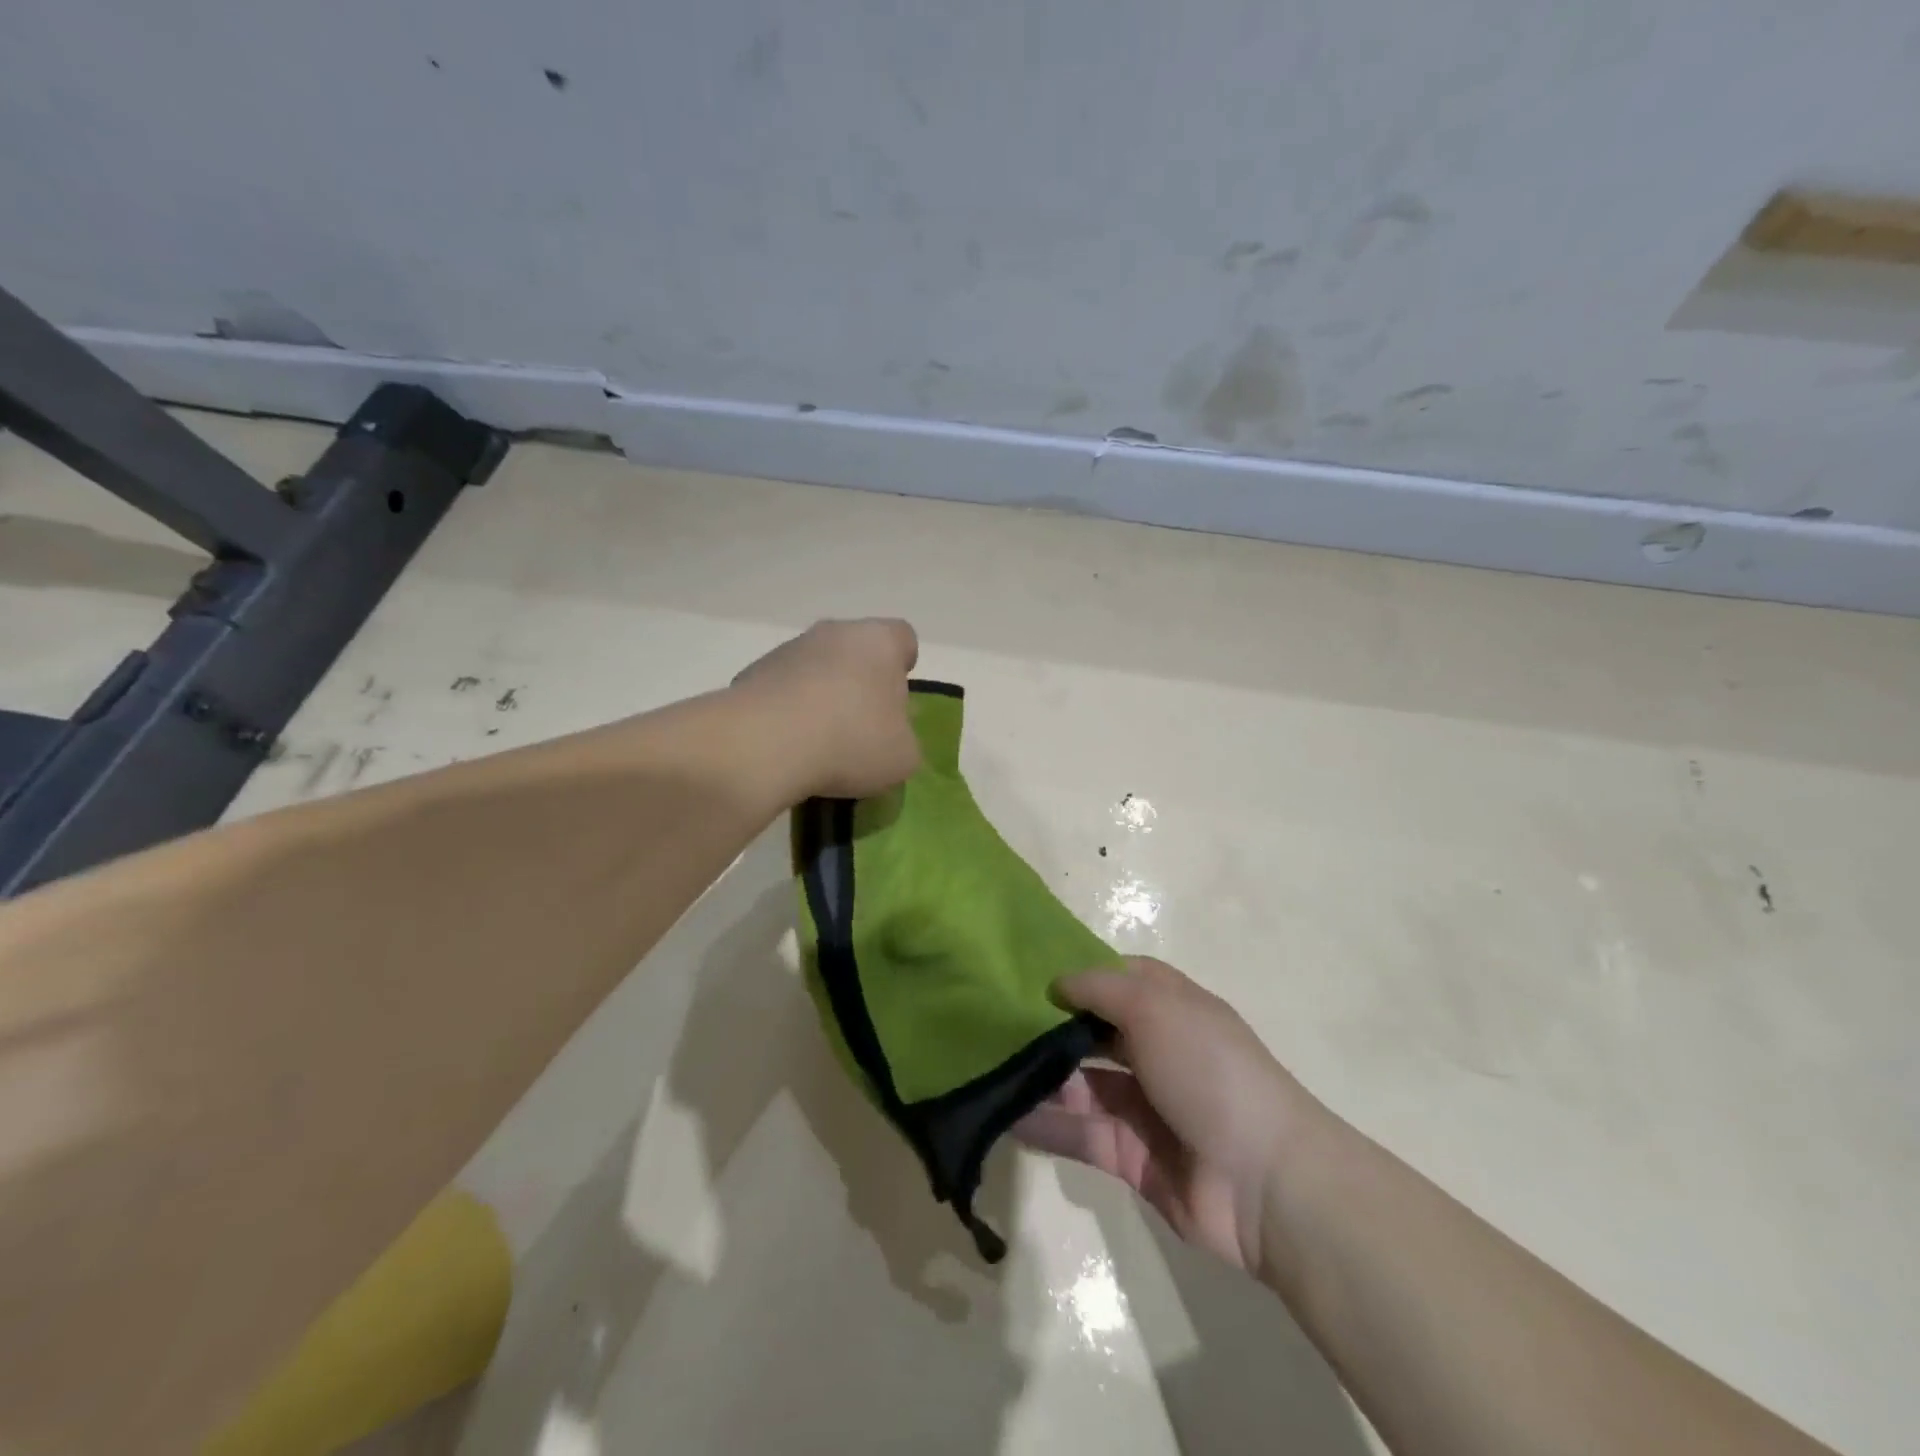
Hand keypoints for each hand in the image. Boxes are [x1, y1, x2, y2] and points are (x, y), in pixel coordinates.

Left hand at [732, 618, 920, 799]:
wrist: (765, 745)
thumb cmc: (852, 740)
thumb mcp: (903, 756)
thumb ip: (903, 738)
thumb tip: (887, 736)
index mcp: (880, 641)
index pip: (903, 638)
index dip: (903, 666)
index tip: (898, 699)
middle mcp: (834, 632)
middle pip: (856, 651)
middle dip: (860, 683)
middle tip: (862, 727)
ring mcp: (788, 649)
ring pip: (816, 669)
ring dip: (821, 697)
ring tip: (820, 745)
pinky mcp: (751, 674)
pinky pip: (782, 691)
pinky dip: (788, 713)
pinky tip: (788, 747)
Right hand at [1016, 957, 1319, 1274]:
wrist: (1263, 1181)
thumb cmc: (1208, 1070)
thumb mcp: (1156, 1007)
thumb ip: (1100, 988)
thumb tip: (1057, 981)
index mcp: (1171, 1008)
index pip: (1119, 979)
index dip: (1079, 974)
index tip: (1028, 973)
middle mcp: (1156, 1050)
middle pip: (1093, 1031)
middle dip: (1049, 1027)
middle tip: (991, 1021)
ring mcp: (1143, 1105)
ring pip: (1080, 1084)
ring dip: (1038, 1077)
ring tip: (984, 1067)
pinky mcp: (1129, 1155)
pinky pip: (1078, 1133)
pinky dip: (1044, 1125)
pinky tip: (1001, 1115)